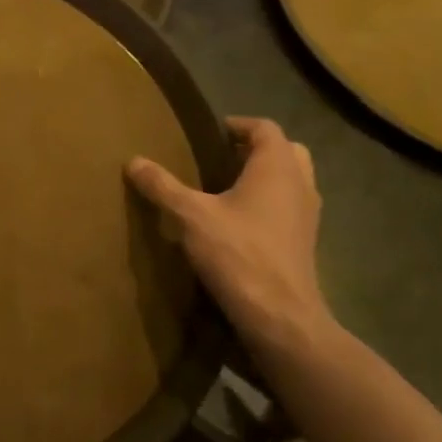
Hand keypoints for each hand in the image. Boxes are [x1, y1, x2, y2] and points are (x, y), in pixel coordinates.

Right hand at [127, 117, 331, 354]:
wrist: (280, 315)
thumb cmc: (238, 253)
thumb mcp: (190, 216)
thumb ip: (163, 186)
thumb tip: (133, 161)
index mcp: (277, 167)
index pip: (265, 128)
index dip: (238, 125)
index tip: (210, 133)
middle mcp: (300, 184)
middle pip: (286, 151)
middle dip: (255, 149)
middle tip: (221, 158)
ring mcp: (307, 215)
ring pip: (292, 181)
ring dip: (265, 177)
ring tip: (226, 189)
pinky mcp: (304, 242)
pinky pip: (289, 208)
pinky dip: (270, 203)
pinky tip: (239, 222)